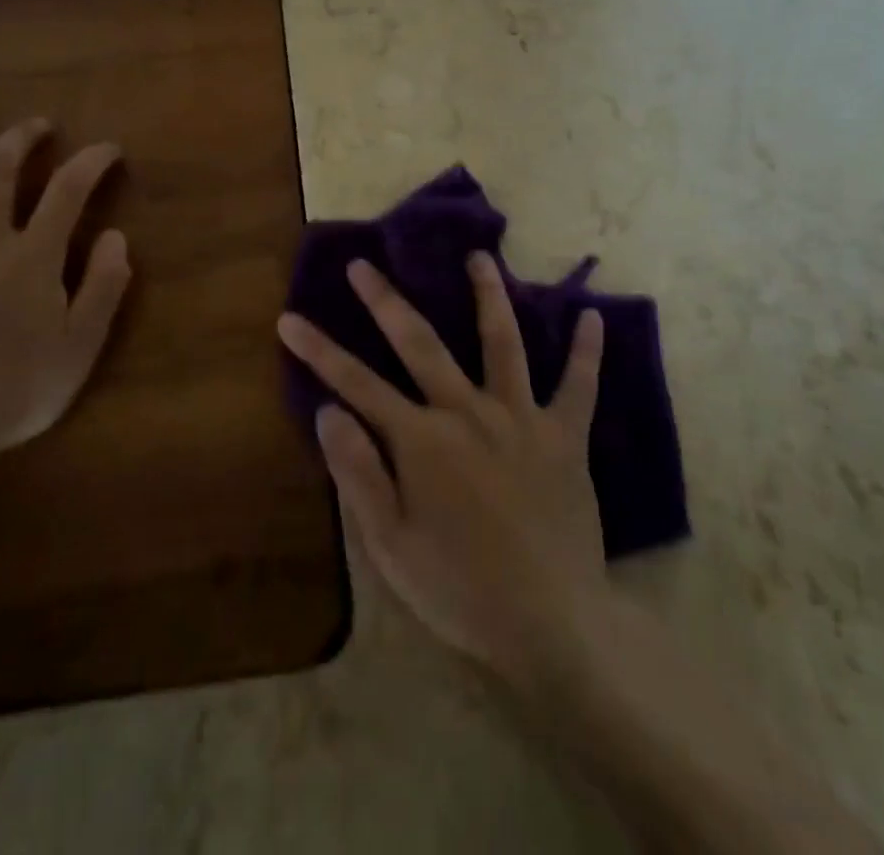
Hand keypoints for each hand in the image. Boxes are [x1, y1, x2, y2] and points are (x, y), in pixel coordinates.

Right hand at [278, 253, 608, 681]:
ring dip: (489, 296)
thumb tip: (330, 410)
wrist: (551, 626)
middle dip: (386, 301)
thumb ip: (358, 472)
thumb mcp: (389, 544)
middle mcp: (468, 412)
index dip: (318, 350)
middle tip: (363, 263)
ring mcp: (521, 419)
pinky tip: (593, 316)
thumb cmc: (459, 589)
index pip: (356, 383)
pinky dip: (587, 352)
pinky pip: (580, 387)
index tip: (289, 318)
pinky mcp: (565, 437)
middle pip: (421, 343)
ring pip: (503, 343)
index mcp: (422, 440)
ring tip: (481, 256)